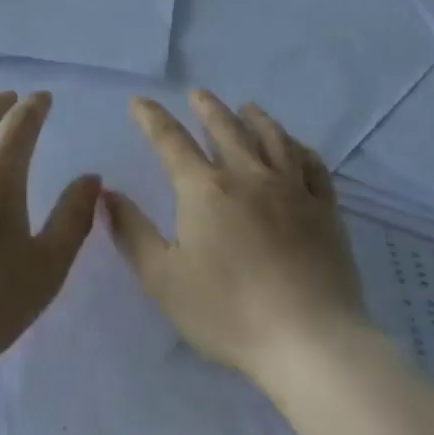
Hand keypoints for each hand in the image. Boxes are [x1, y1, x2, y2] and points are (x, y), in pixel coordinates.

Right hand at [102, 90, 374, 389]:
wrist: (309, 340)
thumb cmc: (226, 311)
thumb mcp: (162, 278)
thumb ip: (131, 232)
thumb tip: (107, 194)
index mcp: (205, 191)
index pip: (172, 143)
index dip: (153, 119)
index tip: (141, 102)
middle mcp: (250, 178)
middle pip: (227, 131)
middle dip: (209, 109)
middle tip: (199, 94)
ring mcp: (293, 192)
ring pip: (274, 141)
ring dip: (257, 119)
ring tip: (248, 107)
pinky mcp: (326, 212)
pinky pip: (313, 167)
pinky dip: (300, 149)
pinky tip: (297, 147)